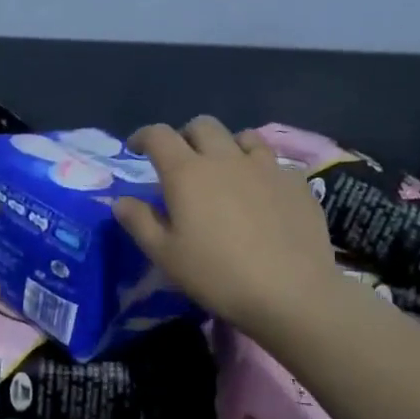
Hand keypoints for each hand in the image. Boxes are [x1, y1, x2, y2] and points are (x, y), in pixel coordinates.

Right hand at [112, 116, 337, 338]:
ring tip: (225, 170)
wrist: (292, 293)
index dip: (143, 136)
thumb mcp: (165, 255)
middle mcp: (225, 158)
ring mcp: (266, 167)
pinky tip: (263, 193)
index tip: (136, 149)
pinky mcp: (297, 183)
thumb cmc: (217, 275)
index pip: (159, 135)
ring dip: (227, 146)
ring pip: (243, 136)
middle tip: (182, 162)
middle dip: (186, 136)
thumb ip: (139, 222)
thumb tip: (122, 200)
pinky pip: (275, 162)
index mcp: (187, 172)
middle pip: (202, 125)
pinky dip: (262, 170)